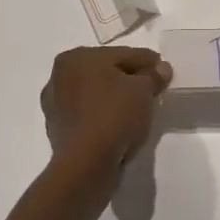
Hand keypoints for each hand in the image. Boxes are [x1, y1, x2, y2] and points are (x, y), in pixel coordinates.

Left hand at [41, 47, 172, 178]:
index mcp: (76, 57)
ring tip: (139, 111)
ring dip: (116, 100)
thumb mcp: (143, 90)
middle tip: (153, 90)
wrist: (86, 165)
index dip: (147, 62)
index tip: (164, 71)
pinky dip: (105, 118)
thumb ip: (153, 75)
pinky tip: (121, 127)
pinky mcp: (58, 132)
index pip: (122, 54)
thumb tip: (161, 69)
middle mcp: (59, 77)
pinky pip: (90, 117)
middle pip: (107, 73)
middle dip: (130, 80)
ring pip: (97, 95)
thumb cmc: (114, 115)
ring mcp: (56, 106)